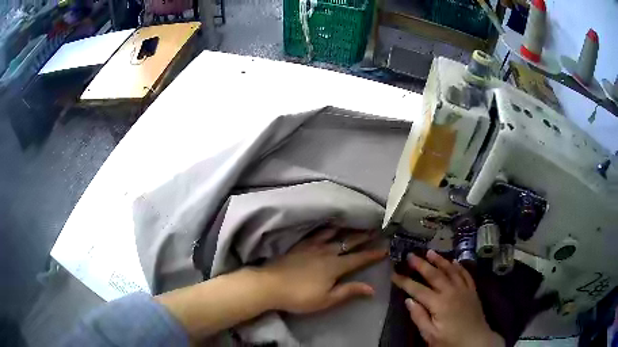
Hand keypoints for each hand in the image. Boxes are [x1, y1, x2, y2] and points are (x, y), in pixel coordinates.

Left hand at [258, 227, 386, 313]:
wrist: (270, 285)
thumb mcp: (326, 299)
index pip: (359, 258)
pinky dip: (326, 228)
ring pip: (334, 234)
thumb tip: (372, 289)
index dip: (373, 254)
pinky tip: (328, 226)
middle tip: (376, 229)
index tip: (386, 248)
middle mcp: (326, 252)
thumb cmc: (300, 296)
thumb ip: (349, 291)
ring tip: (356, 222)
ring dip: (347, 229)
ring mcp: (312, 246)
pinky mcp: (300, 245)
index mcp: (335, 266)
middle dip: (364, 236)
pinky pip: (316, 233)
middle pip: (349, 242)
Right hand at [391, 250, 503, 346]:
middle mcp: (451, 291)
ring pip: (451, 270)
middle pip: (434, 274)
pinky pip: (465, 274)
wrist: (476, 340)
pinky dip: (459, 266)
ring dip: (440, 260)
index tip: (394, 274)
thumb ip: (419, 317)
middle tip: (411, 255)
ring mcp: (464, 289)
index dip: (405, 282)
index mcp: (439, 303)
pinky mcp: (472, 290)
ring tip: (430, 252)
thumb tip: (409, 300)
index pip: (418, 289)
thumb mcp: (430, 335)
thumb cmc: (450, 340)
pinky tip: (454, 261)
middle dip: (421, 264)